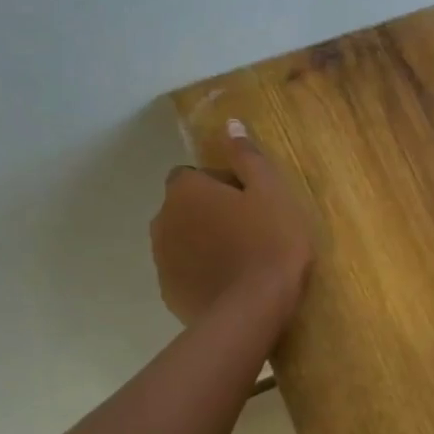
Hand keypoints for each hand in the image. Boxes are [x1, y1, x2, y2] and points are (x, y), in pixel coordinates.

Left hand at [151, 121, 314, 328]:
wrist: (254, 309)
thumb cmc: (270, 242)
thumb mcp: (271, 191)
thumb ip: (247, 156)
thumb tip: (229, 123)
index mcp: (185, 190)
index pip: (194, 176)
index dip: (222, 185)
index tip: (250, 203)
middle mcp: (163, 219)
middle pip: (186, 208)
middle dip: (210, 214)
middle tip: (250, 231)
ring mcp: (162, 259)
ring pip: (183, 240)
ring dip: (204, 243)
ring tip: (241, 260)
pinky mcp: (169, 292)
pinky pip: (186, 272)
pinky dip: (202, 273)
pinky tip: (230, 285)